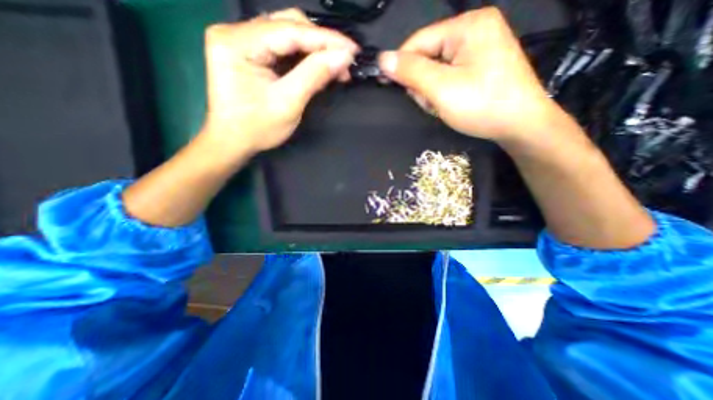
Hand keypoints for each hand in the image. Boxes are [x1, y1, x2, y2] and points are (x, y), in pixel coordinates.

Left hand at [200, 8, 356, 157]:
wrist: (233, 141)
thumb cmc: (257, 129)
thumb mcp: (288, 104)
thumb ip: (314, 76)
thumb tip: (343, 57)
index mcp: (237, 43)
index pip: (289, 30)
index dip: (325, 39)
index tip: (352, 50)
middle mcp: (236, 32)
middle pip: (288, 25)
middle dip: (321, 43)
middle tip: (345, 62)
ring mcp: (241, 40)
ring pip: (288, 34)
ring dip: (315, 49)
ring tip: (336, 65)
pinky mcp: (249, 51)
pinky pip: (283, 46)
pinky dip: (305, 56)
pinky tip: (319, 65)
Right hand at [375, 6, 565, 142]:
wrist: (520, 125)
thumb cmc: (481, 105)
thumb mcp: (441, 89)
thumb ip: (411, 72)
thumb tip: (382, 59)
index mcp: (467, 26)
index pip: (419, 41)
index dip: (401, 64)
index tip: (391, 86)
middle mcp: (474, 30)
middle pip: (428, 55)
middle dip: (423, 83)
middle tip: (432, 103)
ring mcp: (479, 48)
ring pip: (436, 69)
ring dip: (432, 91)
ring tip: (442, 106)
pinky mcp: (480, 64)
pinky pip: (448, 75)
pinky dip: (443, 92)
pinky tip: (450, 104)